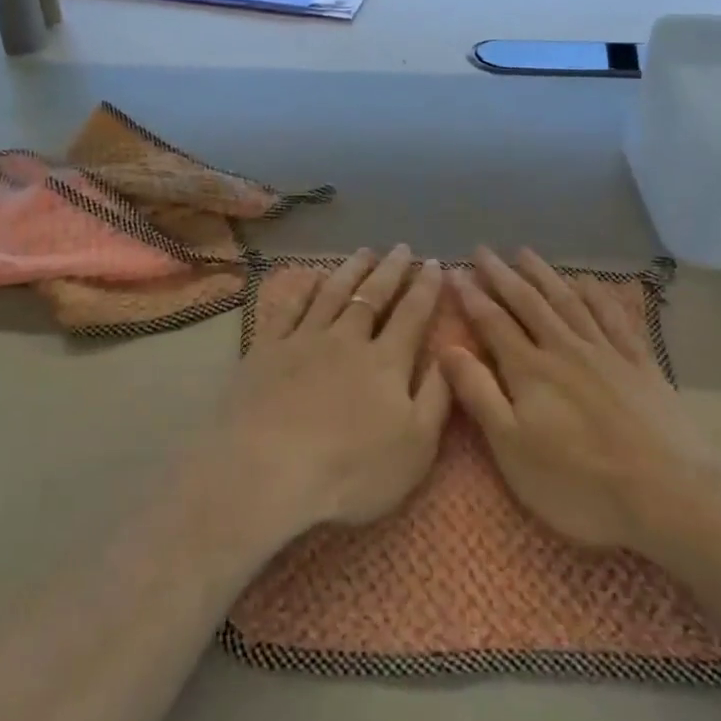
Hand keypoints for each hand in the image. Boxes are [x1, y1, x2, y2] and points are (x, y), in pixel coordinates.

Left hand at [208, 246, 449, 541]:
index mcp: (386, 362)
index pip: (412, 315)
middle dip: (391, 271)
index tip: (435, 264)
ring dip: (351, 271)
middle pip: (373, 297)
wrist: (269, 472)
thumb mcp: (416, 446)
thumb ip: (438, 396)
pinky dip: (302, 290)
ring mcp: (303, 341)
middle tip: (402, 248)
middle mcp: (347, 340)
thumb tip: (454, 354)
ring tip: (364, 251)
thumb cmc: (352, 470)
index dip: (425, 288)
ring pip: (332, 294)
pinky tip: (309, 279)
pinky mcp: (266, 350)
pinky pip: (288, 309)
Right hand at [442, 248, 720, 560]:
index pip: (493, 322)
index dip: (472, 296)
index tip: (455, 272)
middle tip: (483, 250)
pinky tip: (587, 282)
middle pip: (529, 303)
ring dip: (544, 275)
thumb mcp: (513, 449)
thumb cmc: (580, 482)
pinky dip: (597, 295)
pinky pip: (614, 317)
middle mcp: (565, 349)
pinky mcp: (641, 364)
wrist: (670, 493)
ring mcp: (607, 353)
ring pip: (569, 301)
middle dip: (502, 275)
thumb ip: (479, 395)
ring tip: (525, 253)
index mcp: (530, 370)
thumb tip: (447, 348)